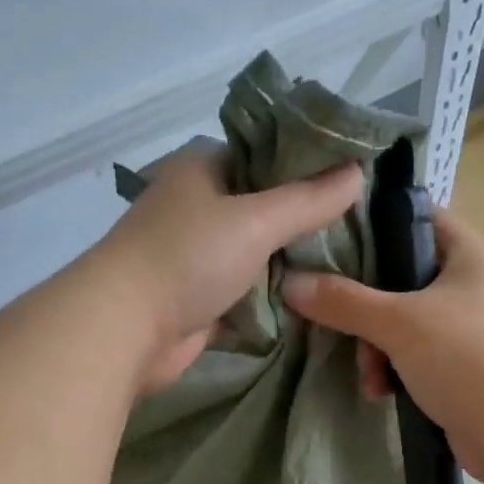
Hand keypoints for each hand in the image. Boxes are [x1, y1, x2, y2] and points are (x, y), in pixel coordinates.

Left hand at [91, 138, 363, 392]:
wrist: (125, 329)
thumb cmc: (187, 259)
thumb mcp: (256, 221)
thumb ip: (308, 200)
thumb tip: (358, 173)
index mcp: (203, 169)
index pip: (265, 154)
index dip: (308, 165)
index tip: (352, 179)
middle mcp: (198, 207)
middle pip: (263, 207)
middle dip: (304, 220)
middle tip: (356, 228)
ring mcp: (196, 255)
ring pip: (256, 252)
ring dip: (289, 262)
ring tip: (345, 263)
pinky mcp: (198, 298)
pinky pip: (245, 291)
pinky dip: (270, 296)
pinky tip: (311, 297)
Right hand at [279, 208, 483, 472]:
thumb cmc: (466, 357)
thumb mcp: (398, 322)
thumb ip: (344, 300)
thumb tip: (290, 282)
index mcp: (469, 256)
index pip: (418, 218)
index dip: (375, 223)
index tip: (330, 239)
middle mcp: (472, 287)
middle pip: (401, 278)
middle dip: (366, 308)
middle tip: (344, 326)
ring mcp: (469, 331)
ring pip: (404, 324)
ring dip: (376, 349)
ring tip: (370, 377)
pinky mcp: (462, 371)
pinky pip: (415, 359)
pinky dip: (394, 372)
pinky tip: (382, 393)